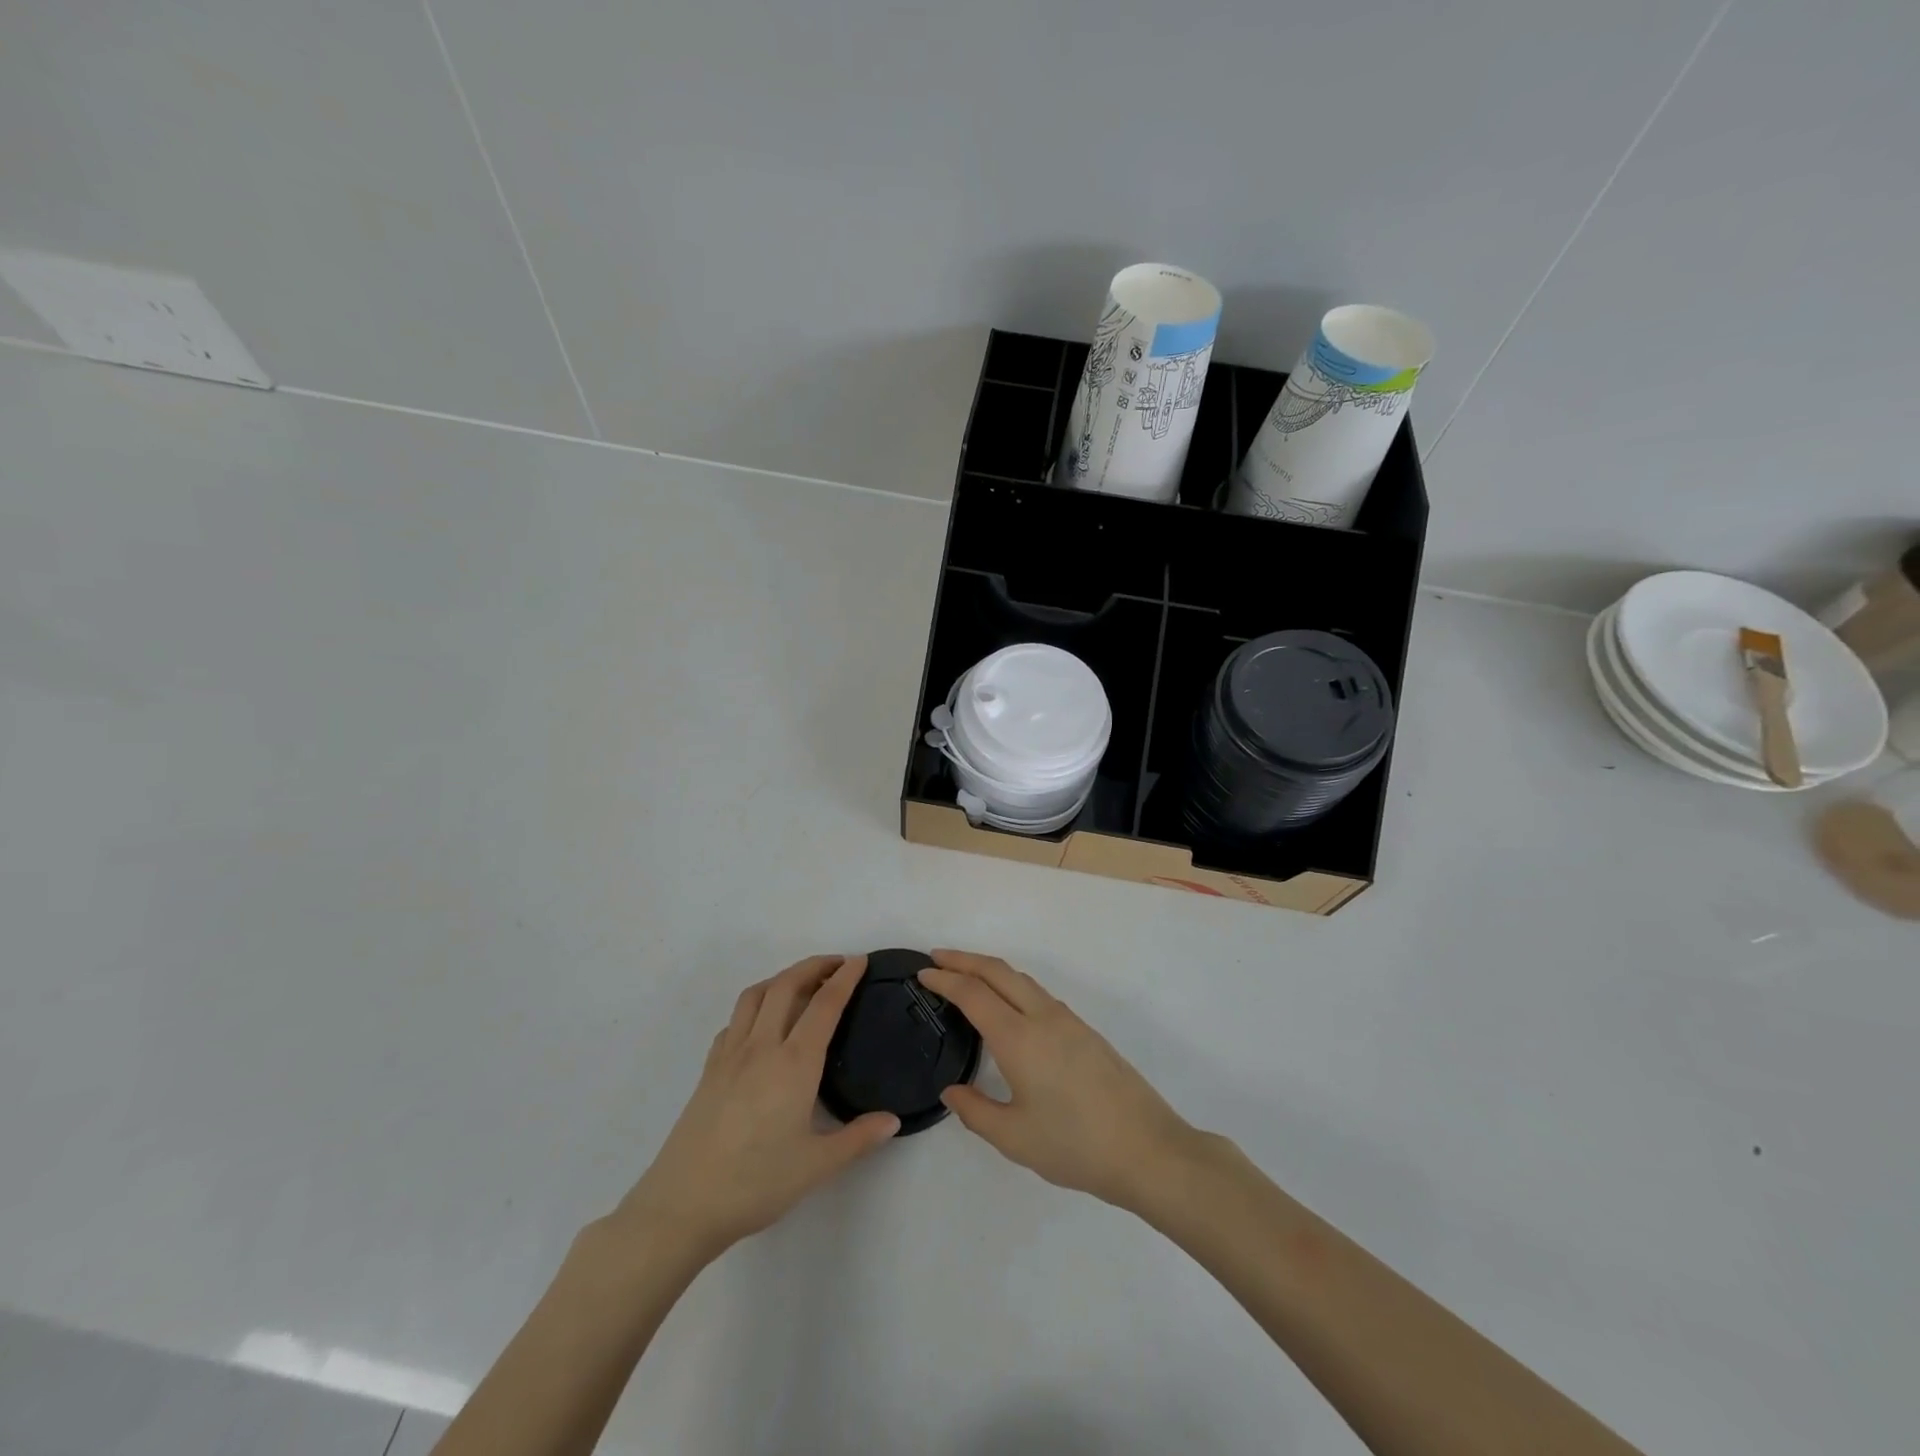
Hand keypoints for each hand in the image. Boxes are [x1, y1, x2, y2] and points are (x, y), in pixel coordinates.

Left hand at [610, 955, 898, 1260]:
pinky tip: (762, 1025)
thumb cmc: (755, 1184)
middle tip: (837, 963)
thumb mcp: (816, 1166)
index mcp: (794, 1064)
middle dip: (814, 965)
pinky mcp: (709, 1069)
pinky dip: (754, 1006)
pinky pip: (734, 1021)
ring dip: (782, 978)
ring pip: (755, 995)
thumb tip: (893, 1120)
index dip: (845, 978)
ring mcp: (730, 1054)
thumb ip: (858, 1139)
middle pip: (787, 985)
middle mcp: (762, 1047)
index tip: (860, 960)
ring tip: (801, 984)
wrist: (682, 1205)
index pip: (824, 1005)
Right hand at [920, 950, 1202, 1213]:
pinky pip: (1038, 994)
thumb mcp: (1014, 1137)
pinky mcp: (1085, 1031)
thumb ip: (976, 1111)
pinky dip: (1012, 986)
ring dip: (990, 970)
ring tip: (967, 977)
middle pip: (998, 971)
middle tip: (937, 957)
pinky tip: (1008, 1007)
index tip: (922, 973)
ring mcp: (1068, 1021)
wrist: (1147, 1149)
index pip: (973, 993)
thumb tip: (952, 1091)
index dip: (945, 979)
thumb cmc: (1075, 1145)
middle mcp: (1043, 1017)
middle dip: (965, 959)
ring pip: (1021, 979)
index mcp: (1019, 1038)